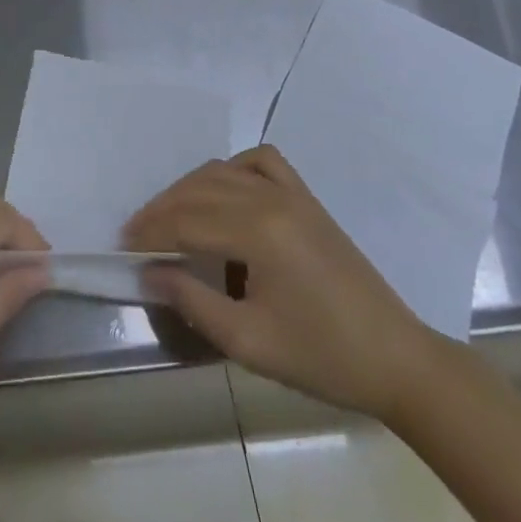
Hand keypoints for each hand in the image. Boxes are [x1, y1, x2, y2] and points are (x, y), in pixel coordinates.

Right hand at [126, 145, 444, 420]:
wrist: (396, 360)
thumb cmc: (322, 357)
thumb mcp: (249, 342)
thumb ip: (192, 301)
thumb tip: (149, 272)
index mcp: (258, 232)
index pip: (186, 220)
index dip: (151, 232)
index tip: (124, 248)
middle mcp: (271, 199)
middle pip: (199, 190)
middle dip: (161, 210)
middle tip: (136, 235)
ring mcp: (292, 193)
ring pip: (223, 170)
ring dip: (189, 189)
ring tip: (168, 217)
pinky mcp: (307, 198)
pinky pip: (262, 161)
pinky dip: (233, 167)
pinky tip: (223, 189)